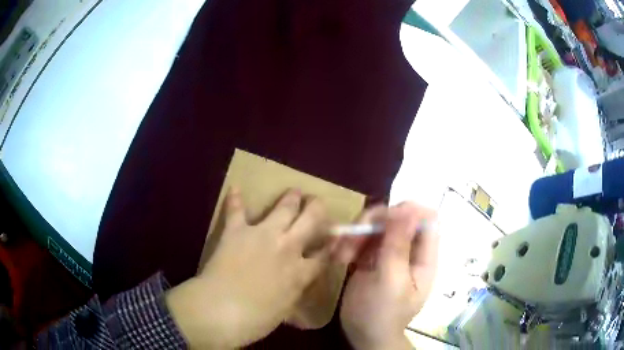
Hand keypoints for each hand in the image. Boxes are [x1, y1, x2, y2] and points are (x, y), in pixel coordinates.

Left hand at [166, 188, 330, 348]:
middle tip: (317, 203)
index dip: (332, 244)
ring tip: (295, 192)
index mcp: (300, 272)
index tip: (336, 236)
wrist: (222, 309)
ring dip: (291, 198)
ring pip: (283, 209)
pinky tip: (236, 188)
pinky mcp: (237, 231)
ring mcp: (262, 235)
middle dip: (317, 209)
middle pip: (310, 221)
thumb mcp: (284, 310)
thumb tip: (296, 283)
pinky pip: (236, 211)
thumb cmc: (255, 320)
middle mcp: (287, 248)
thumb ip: (293, 291)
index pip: (324, 255)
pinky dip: (235, 200)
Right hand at [337, 202, 437, 349]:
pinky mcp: (370, 258)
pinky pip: (361, 239)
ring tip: (340, 255)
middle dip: (373, 224)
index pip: (426, 219)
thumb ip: (399, 247)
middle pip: (396, 217)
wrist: (364, 334)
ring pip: (376, 226)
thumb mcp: (392, 282)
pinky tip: (338, 257)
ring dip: (355, 235)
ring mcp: (389, 252)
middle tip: (352, 239)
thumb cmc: (383, 313)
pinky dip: (348, 243)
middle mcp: (408, 249)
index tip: (383, 221)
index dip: (407, 212)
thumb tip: (410, 211)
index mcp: (423, 256)